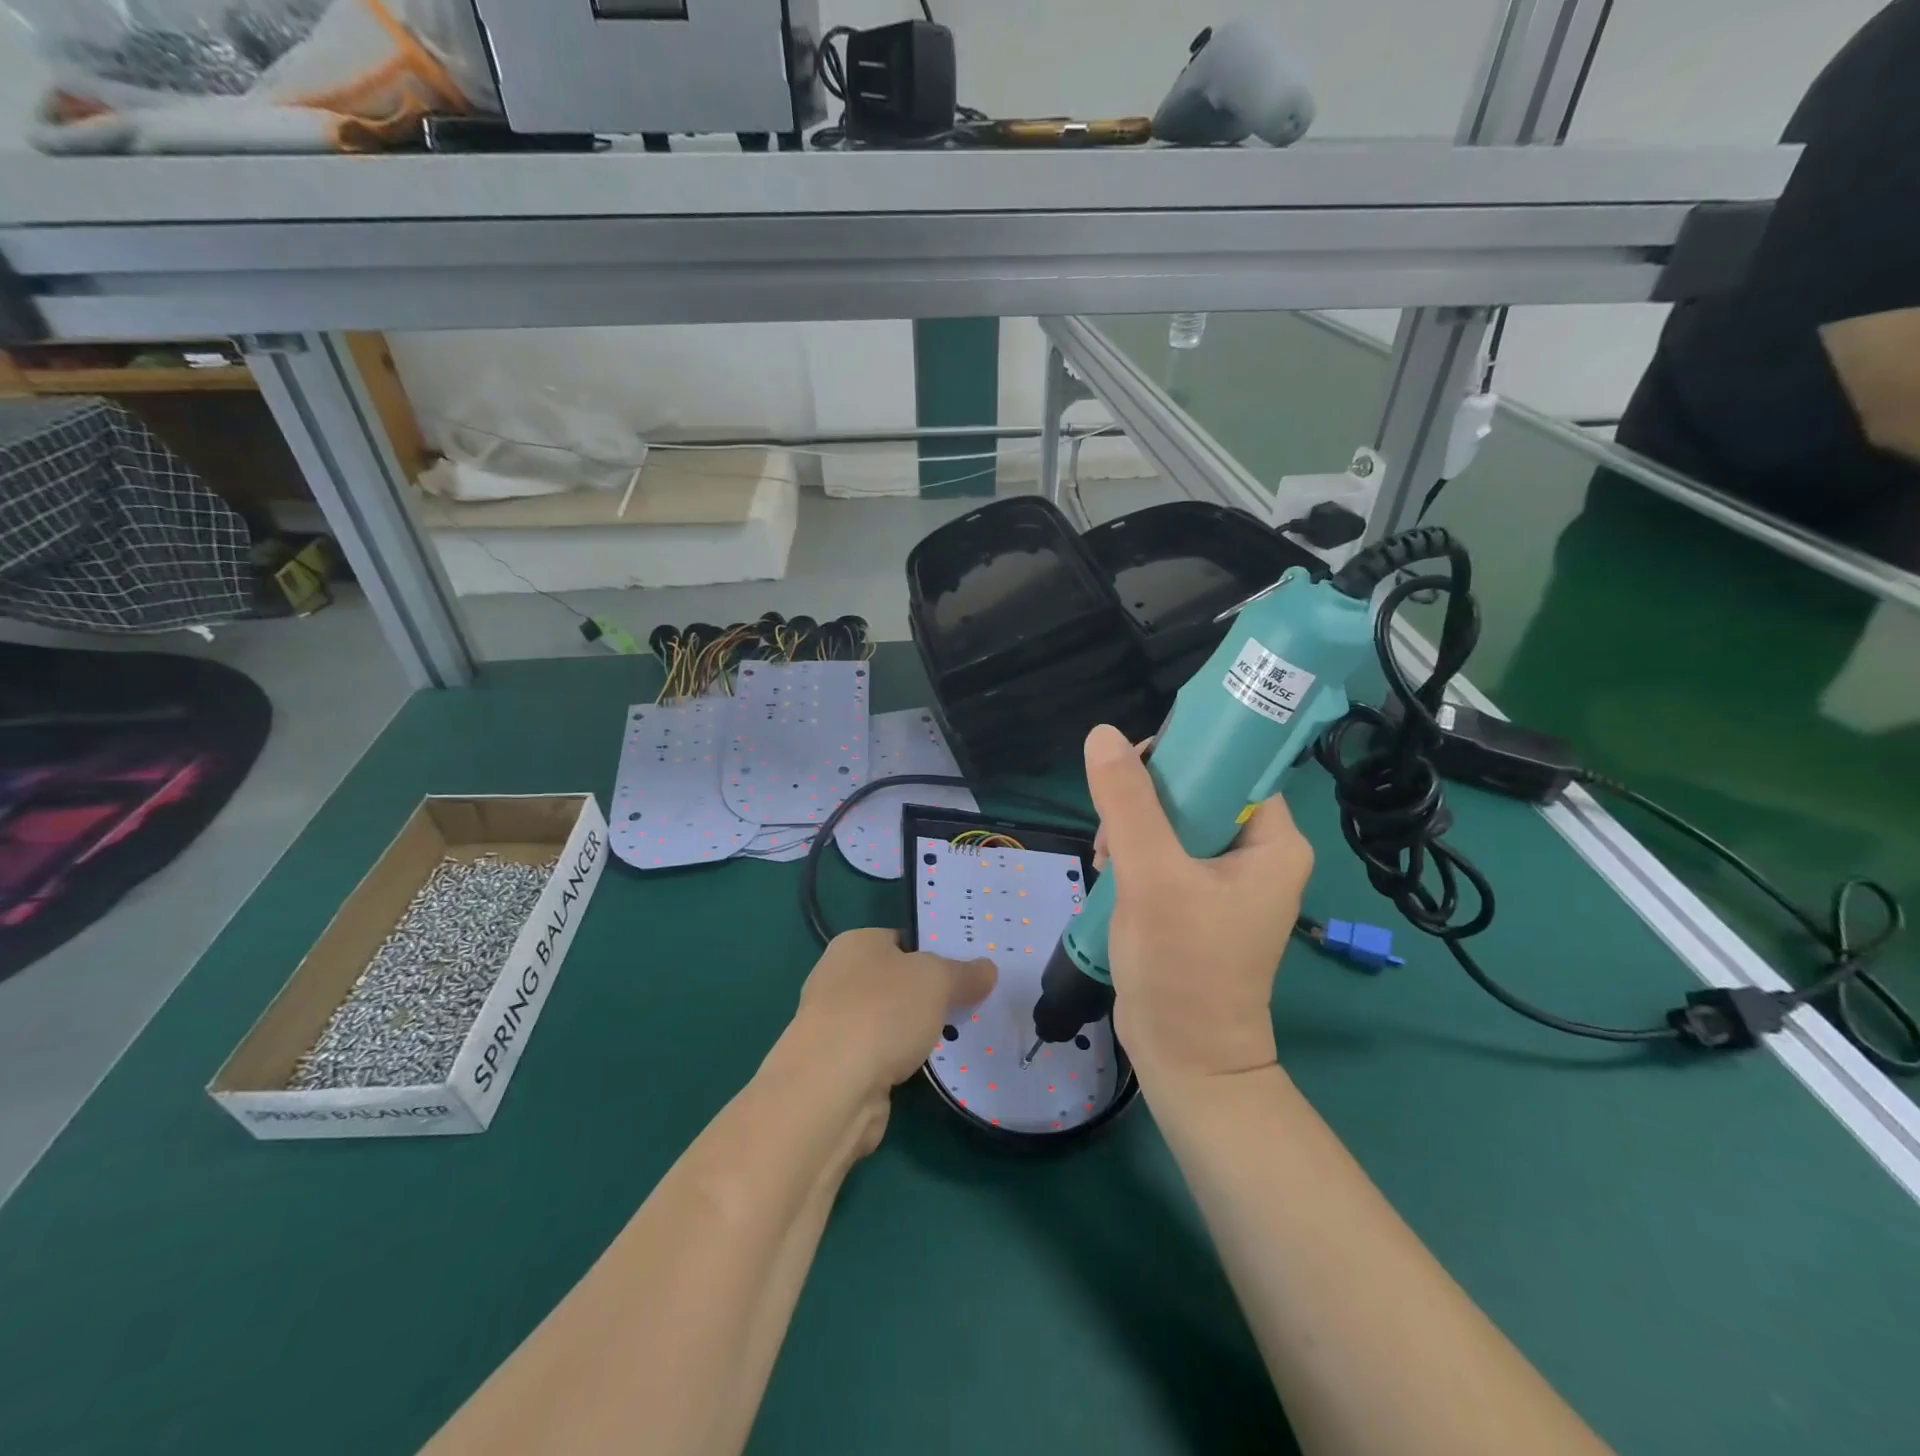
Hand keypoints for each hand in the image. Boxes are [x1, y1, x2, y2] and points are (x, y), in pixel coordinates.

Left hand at [793, 928, 996, 1099]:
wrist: (832, 1087)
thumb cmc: (882, 1012)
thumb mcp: (937, 980)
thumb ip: (965, 973)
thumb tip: (987, 969)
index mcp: (856, 943)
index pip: (902, 939)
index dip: (934, 952)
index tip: (967, 970)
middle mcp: (838, 977)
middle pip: (896, 981)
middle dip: (928, 995)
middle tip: (970, 1004)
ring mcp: (835, 1023)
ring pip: (890, 1021)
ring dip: (916, 1032)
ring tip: (959, 1039)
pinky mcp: (838, 1066)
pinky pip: (882, 1055)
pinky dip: (903, 1062)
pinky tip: (928, 1069)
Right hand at [1084, 723, 1312, 1084]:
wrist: (1184, 1058)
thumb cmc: (1182, 966)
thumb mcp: (1152, 877)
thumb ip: (1128, 804)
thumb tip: (1103, 735)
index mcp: (1274, 841)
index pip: (1232, 766)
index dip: (1183, 754)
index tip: (1132, 767)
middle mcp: (1258, 854)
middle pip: (1198, 791)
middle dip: (1145, 800)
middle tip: (1111, 824)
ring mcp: (1228, 879)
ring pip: (1174, 821)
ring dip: (1133, 828)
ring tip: (1106, 857)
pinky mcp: (1199, 900)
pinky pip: (1165, 852)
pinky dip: (1135, 854)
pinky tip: (1110, 871)